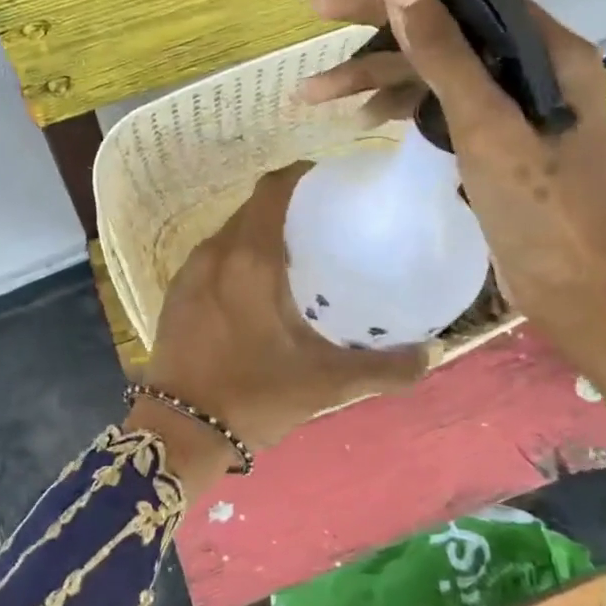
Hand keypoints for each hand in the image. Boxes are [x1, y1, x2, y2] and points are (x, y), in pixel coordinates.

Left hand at [140, 163, 429, 470]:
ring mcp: (190, 271)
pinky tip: (259, 289)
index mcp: (249, 258)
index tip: (330, 183)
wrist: (178, 431)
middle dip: (286, 207)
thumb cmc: (253, 396)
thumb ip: (382, 368)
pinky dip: (238, 256)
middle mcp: (216, 252)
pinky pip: (214, 257)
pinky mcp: (176, 293)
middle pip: (252, 208)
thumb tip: (428, 354)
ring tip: (296, 255)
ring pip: (231, 232)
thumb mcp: (326, 384)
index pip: (272, 189)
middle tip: (324, 224)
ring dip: (261, 233)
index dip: (300, 175)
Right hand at [300, 0, 605, 533]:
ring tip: (313, 93)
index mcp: (547, 49)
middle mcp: (532, 65)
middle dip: (376, 29)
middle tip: (316, 13)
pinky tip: (364, 118)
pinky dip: (401, 106)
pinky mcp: (495, 137)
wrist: (576, 294)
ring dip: (376, 76)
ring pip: (434, 70)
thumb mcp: (485, 124)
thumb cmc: (540, 209)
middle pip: (444, 29)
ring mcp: (512, 103)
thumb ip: (442, 50)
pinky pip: (439, 104)